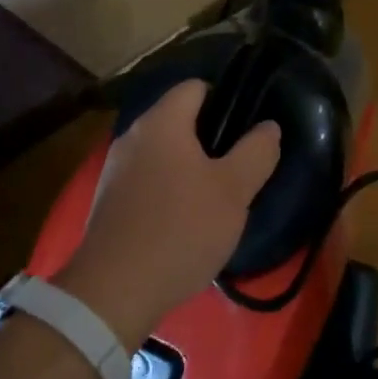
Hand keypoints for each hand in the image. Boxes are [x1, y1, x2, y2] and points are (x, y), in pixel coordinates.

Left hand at [58, 80, 280, 341]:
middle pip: (179, 120)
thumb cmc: (181, 230)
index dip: (227, 100)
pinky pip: (148, 180)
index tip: (248, 131)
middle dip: (211, 139)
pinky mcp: (108, 202)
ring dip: (190, 167)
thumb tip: (268, 127)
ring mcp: (115, 170)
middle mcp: (133, 136)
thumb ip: (256, 152)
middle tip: (240, 168)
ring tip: (217, 198)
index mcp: (161, 122)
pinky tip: (185, 222)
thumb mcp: (234, 191)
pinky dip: (168, 190)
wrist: (113, 291)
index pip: (196, 87)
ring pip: (164, 153)